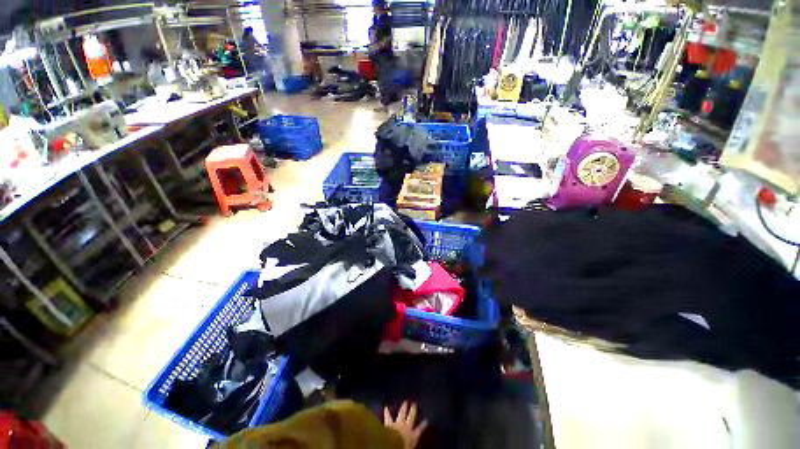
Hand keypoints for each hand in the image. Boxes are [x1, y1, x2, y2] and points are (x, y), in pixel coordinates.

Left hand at [384, 402, 427, 448]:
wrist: (393, 445)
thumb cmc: (404, 448)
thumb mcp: (411, 447)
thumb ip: (413, 445)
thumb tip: (414, 443)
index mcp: (413, 436)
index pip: (420, 430)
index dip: (423, 425)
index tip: (426, 420)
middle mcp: (407, 427)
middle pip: (411, 417)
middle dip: (413, 410)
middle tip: (414, 403)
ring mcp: (398, 424)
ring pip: (402, 414)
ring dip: (403, 408)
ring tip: (405, 402)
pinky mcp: (390, 424)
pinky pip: (388, 417)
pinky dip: (387, 412)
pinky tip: (386, 407)